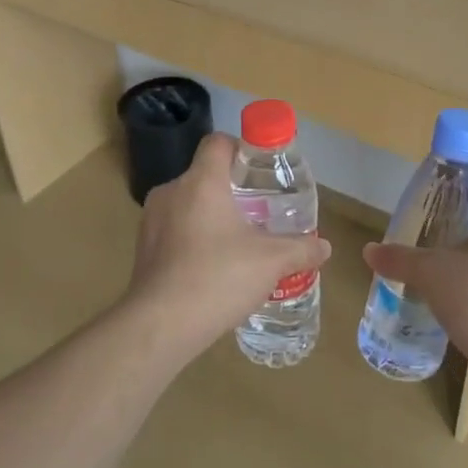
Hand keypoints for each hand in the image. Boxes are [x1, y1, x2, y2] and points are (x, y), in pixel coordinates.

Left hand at [124, 133, 330, 362]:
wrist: (161, 325)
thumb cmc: (218, 278)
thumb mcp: (271, 261)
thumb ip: (300, 249)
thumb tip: (324, 247)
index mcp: (201, 182)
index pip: (217, 143)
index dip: (241, 148)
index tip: (260, 170)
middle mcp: (171, 192)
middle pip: (204, 175)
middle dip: (232, 190)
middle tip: (259, 211)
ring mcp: (151, 221)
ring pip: (187, 204)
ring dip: (211, 216)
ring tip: (238, 243)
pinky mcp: (143, 249)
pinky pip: (174, 231)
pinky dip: (193, 239)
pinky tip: (213, 268)